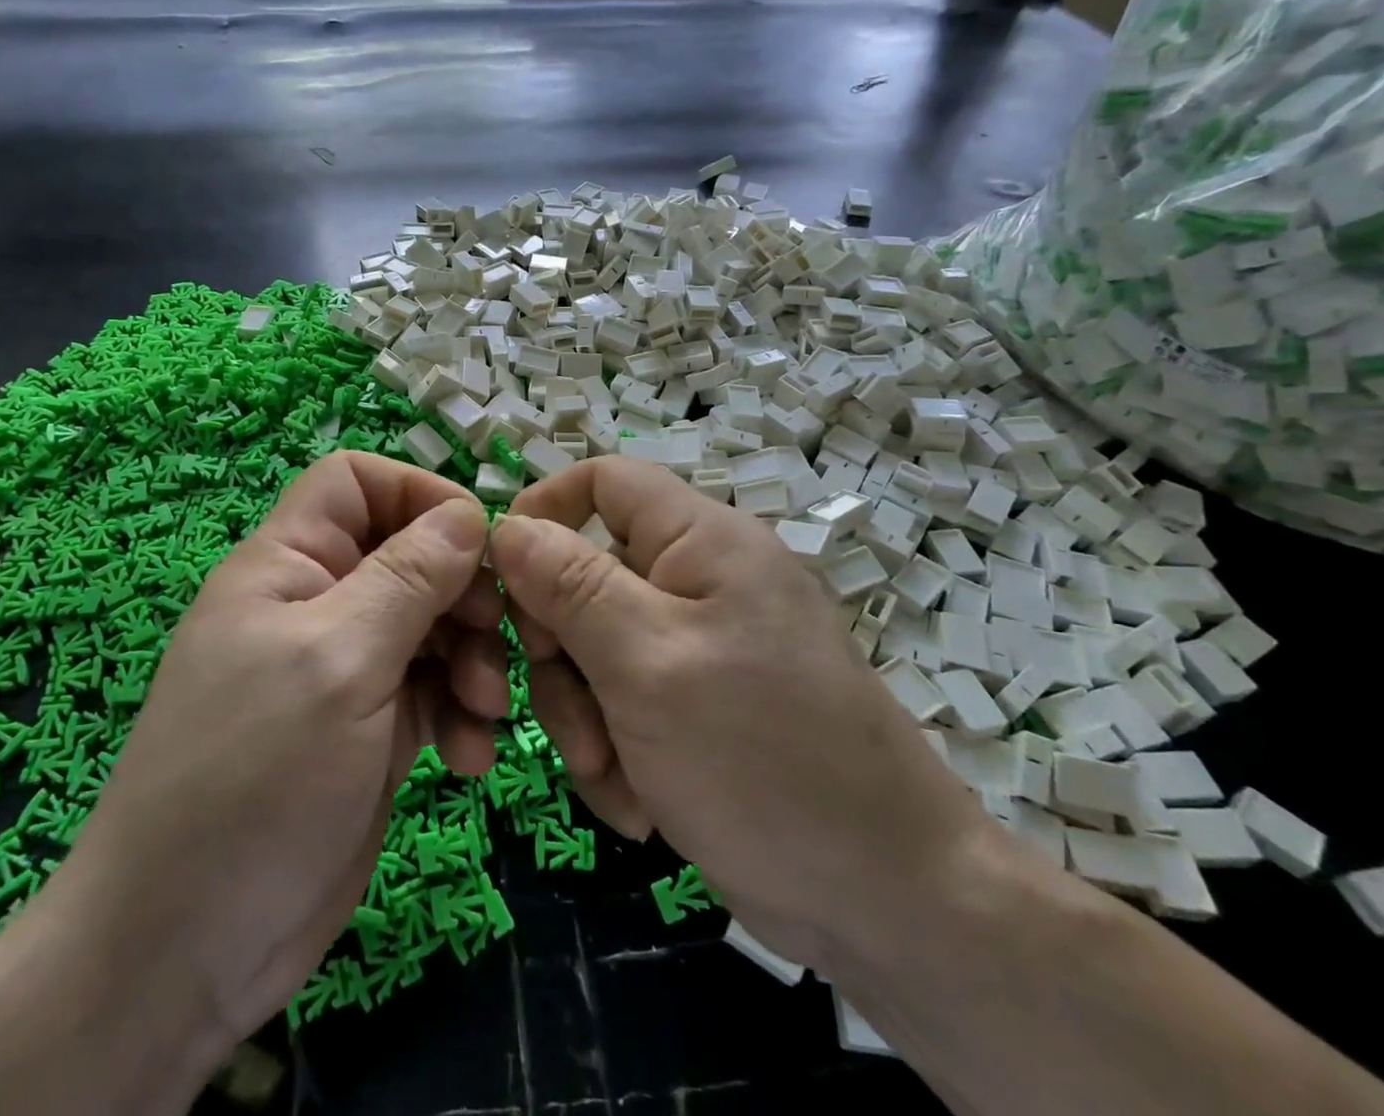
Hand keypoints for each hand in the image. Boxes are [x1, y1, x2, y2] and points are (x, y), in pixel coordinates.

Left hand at [45, 451, 509, 1064]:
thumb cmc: (254, 779)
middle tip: (495, 635)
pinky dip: (460, 713)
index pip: (356, 483)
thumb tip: (466, 512)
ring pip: (431, 623)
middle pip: (410, 554)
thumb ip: (408, 579)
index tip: (475, 543)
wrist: (187, 950)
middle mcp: (320, 604)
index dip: (417, 494)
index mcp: (289, 564)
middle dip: (461, 590)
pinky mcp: (372, 728)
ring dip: (471, 658)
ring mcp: (347, 669)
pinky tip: (470, 759)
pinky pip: (432, 691)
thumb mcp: (339, 661)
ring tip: (485, 711)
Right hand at [489, 457, 990, 967]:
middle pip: (585, 576)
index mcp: (701, 541)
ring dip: (584, 715)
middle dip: (561, 651)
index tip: (500, 577)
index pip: (604, 481)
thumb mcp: (647, 662)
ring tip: (614, 777)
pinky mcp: (696, 705)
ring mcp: (698, 646)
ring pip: (593, 649)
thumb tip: (508, 526)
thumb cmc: (762, 757)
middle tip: (571, 714)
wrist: (883, 901)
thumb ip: (570, 585)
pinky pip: (621, 702)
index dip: (544, 511)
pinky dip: (615, 750)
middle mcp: (699, 581)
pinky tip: (641, 804)